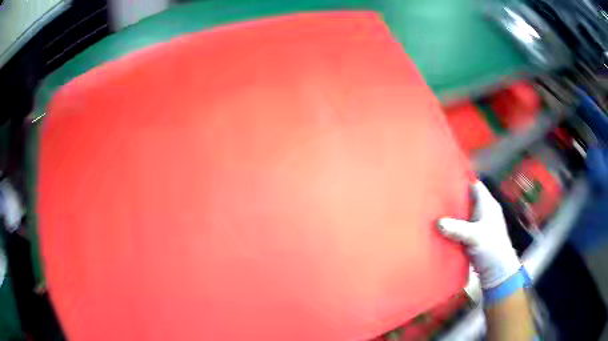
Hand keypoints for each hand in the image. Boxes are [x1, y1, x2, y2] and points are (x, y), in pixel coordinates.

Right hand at [438, 181, 520, 288]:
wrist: (497, 271)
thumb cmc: (492, 247)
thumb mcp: (475, 236)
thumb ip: (457, 229)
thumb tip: (438, 222)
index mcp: (488, 204)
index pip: (475, 185)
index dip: (462, 179)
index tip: (445, 177)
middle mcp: (483, 211)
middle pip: (467, 199)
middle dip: (453, 197)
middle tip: (435, 194)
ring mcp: (478, 225)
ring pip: (462, 214)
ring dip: (451, 214)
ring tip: (433, 209)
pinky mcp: (473, 237)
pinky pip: (460, 227)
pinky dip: (452, 227)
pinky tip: (439, 228)